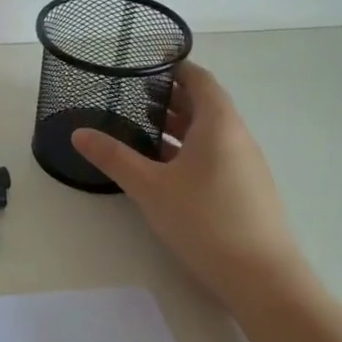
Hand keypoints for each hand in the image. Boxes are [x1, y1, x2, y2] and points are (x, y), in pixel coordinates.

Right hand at [71, 61, 310, 306]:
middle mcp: (237, 137)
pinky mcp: (245, 190)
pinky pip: (214, 155)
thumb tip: (78, 133)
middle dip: (169, 97)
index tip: (146, 62)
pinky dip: (187, 149)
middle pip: (204, 105)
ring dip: (177, 126)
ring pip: (208, 133)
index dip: (175, 67)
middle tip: (131, 95)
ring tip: (139, 128)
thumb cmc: (205, 221)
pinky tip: (162, 168)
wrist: (263, 279)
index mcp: (219, 124)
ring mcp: (245, 165)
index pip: (200, 80)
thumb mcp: (150, 187)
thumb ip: (114, 157)